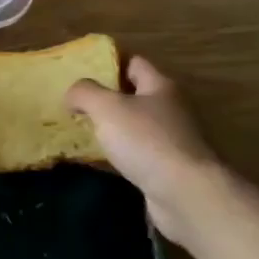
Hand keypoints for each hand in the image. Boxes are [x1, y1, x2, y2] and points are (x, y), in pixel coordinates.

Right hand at [66, 55, 221, 246]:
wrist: (185, 195)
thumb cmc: (146, 141)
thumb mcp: (107, 107)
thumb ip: (85, 92)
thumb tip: (73, 93)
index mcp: (161, 86)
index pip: (134, 63)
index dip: (109, 63)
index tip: (81, 70)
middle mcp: (170, 109)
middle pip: (134, 95)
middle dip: (105, 98)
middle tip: (74, 103)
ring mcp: (172, 141)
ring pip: (134, 127)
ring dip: (111, 128)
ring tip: (79, 131)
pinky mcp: (168, 169)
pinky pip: (136, 154)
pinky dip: (118, 154)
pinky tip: (97, 160)